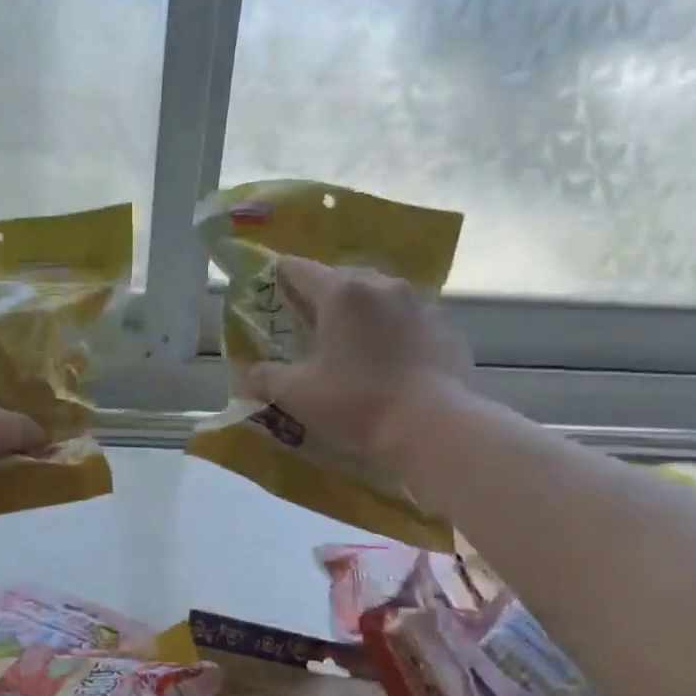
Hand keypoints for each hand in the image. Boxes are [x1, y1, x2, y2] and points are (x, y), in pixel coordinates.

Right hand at [243, 257, 476, 470]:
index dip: (280, 276)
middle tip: (307, 322)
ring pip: (378, 297)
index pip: (300, 269)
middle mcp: (382, 285)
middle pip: (342, 278)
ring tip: (349, 342)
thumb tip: (249, 375)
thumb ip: (266, 379)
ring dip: (360, 312)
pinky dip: (391, 331)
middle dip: (321, 296)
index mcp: (342, 293)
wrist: (434, 426)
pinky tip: (387, 361)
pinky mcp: (446, 328)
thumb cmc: (357, 403)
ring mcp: (420, 304)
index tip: (270, 286)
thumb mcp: (297, 395)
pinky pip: (408, 319)